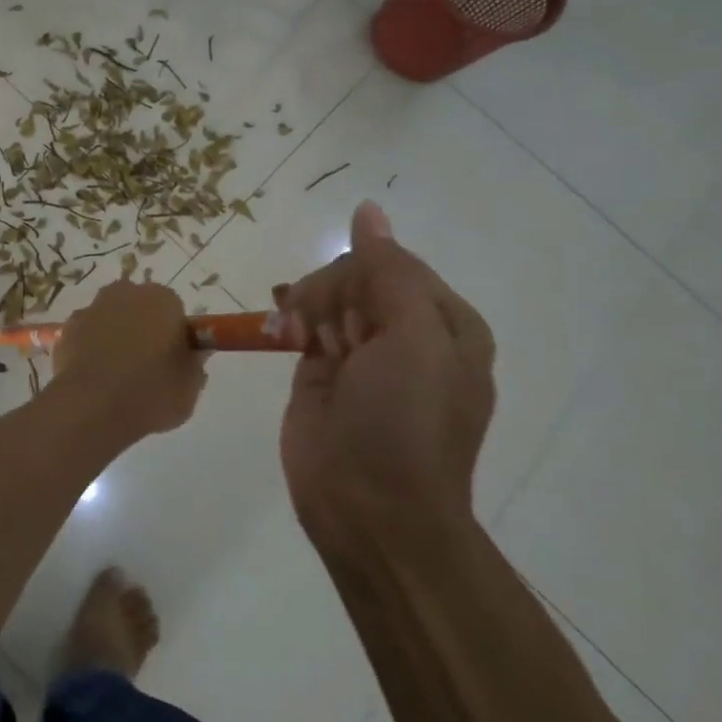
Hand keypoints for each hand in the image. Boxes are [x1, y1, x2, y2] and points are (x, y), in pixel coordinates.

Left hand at [53, 279, 207, 439]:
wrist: (92, 407)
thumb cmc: (150, 392)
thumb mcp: (189, 386)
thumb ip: (194, 363)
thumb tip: (193, 352)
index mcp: (162, 299)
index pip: (174, 310)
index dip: (175, 335)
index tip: (173, 360)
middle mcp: (125, 293)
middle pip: (140, 308)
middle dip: (143, 329)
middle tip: (147, 366)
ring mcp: (91, 308)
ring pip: (111, 319)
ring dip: (115, 336)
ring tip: (117, 376)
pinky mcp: (66, 328)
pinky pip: (87, 335)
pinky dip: (91, 348)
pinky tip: (94, 377)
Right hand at [275, 202, 495, 543]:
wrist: (369, 510)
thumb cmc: (402, 423)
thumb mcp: (412, 340)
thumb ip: (389, 271)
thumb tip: (368, 211)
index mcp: (443, 323)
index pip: (393, 264)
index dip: (361, 278)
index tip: (347, 316)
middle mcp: (406, 333)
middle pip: (357, 277)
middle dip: (331, 294)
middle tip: (322, 333)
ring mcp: (362, 353)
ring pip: (327, 297)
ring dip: (307, 304)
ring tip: (296, 335)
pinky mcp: (323, 372)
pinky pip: (304, 324)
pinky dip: (289, 319)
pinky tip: (278, 327)